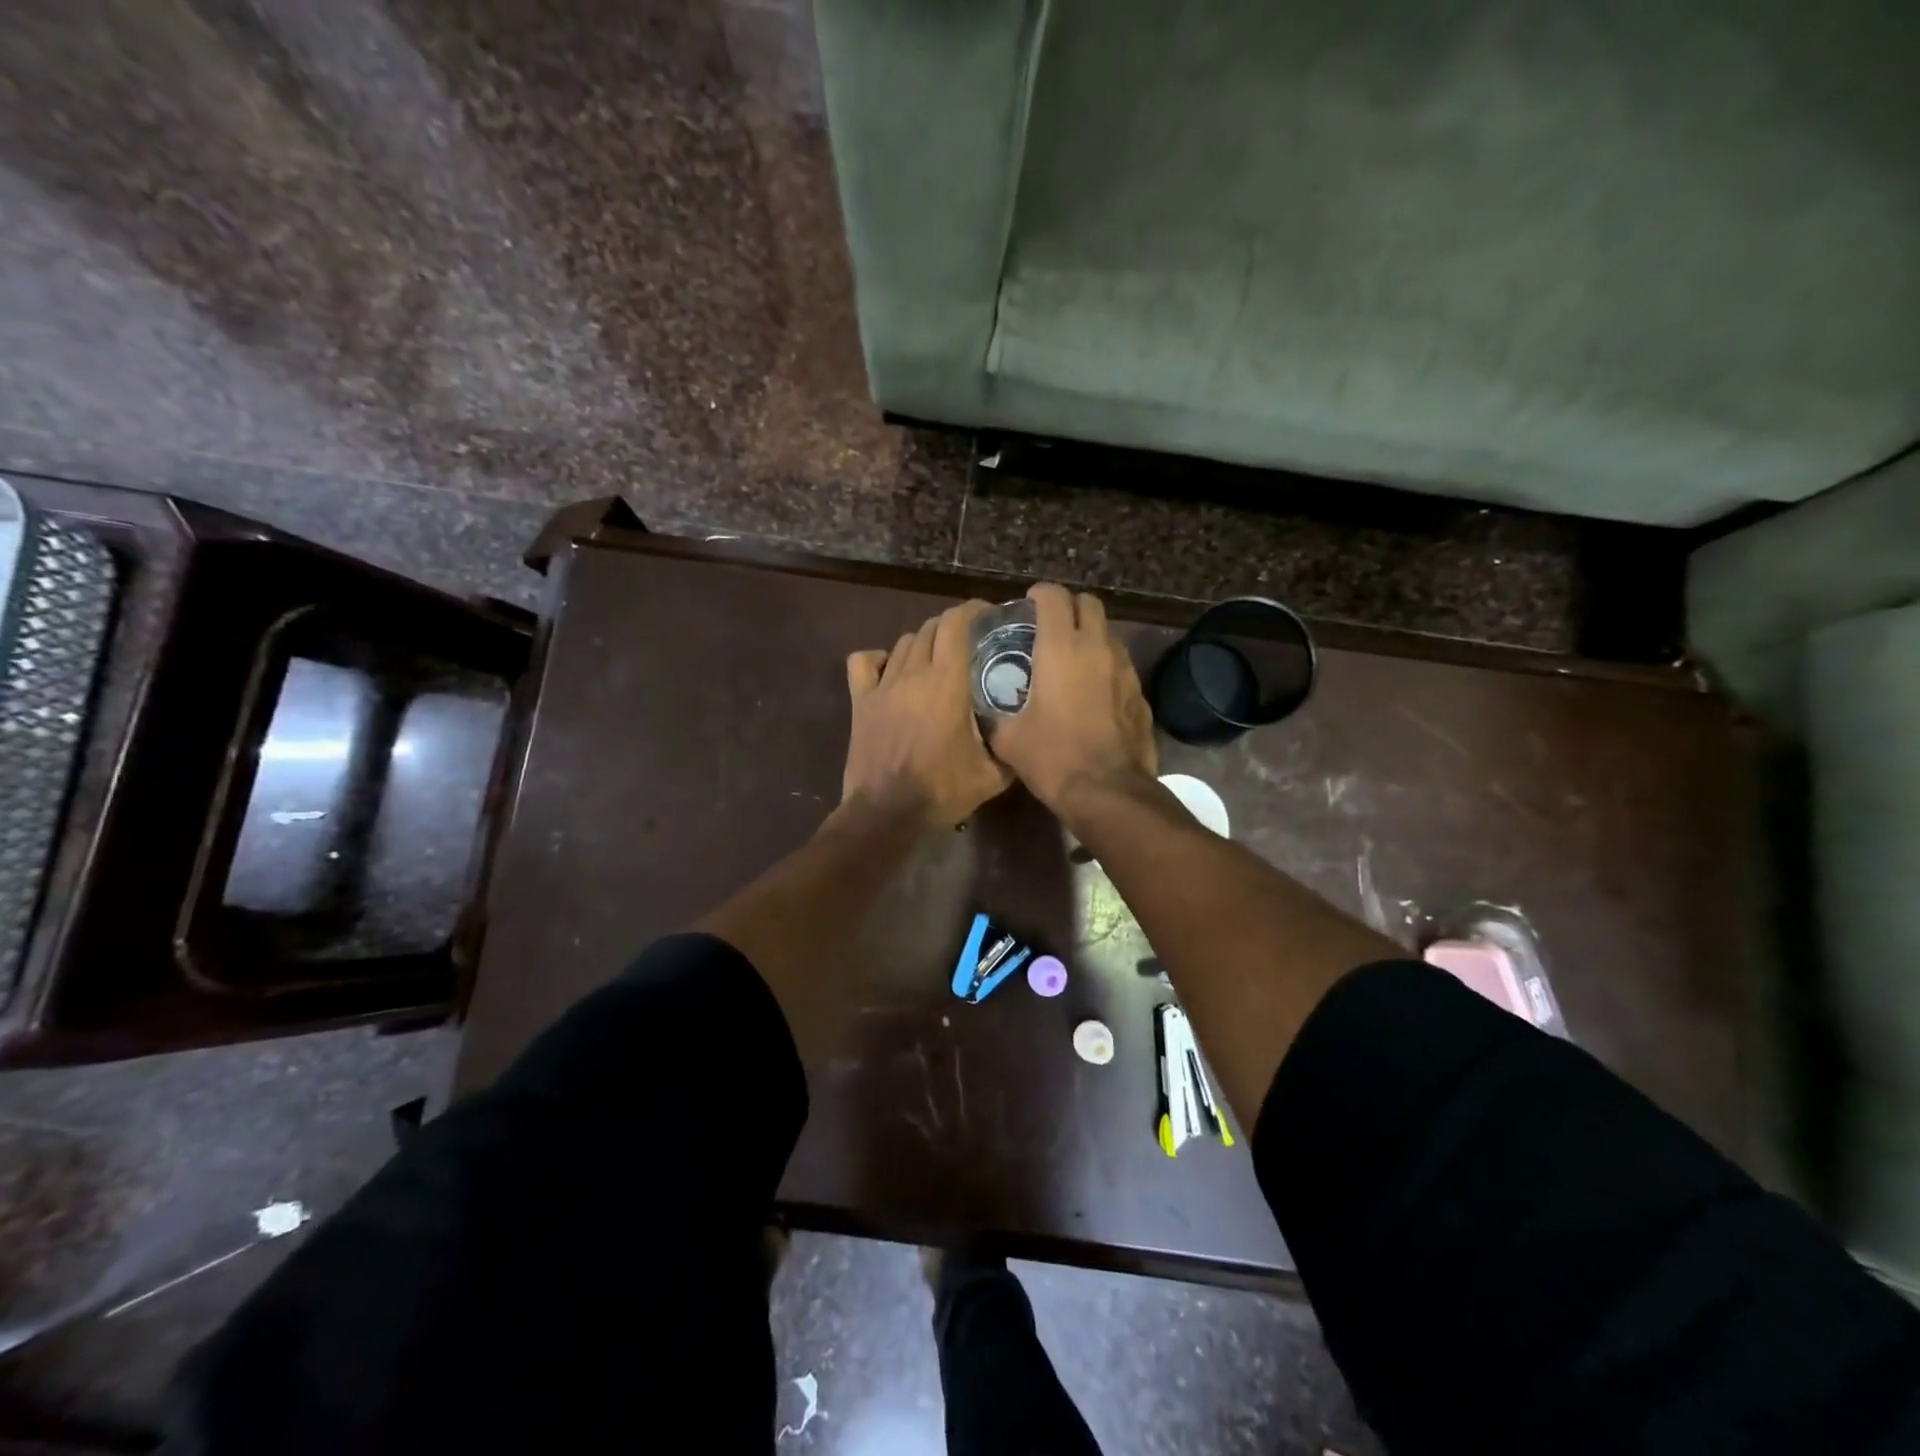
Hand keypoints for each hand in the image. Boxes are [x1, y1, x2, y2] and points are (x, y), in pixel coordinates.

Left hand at [841, 600, 1011, 827]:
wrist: (886, 813)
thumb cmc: (941, 792)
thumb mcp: (991, 775)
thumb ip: (1011, 749)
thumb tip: (1026, 735)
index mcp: (947, 683)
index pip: (957, 624)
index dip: (973, 611)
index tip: (988, 615)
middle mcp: (914, 674)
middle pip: (931, 628)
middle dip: (952, 625)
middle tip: (970, 641)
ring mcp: (883, 686)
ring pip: (903, 643)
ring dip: (923, 642)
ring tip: (937, 657)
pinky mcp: (861, 701)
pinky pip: (864, 662)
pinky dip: (878, 658)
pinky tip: (891, 670)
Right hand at [987, 583, 1155, 810]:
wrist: (1107, 791)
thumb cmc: (1052, 758)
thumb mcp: (1008, 737)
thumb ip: (994, 713)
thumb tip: (984, 709)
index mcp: (1061, 648)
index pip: (1054, 597)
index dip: (1039, 594)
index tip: (1028, 605)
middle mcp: (1097, 648)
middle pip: (1089, 603)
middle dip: (1069, 607)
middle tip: (1050, 626)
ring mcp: (1125, 669)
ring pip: (1108, 633)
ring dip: (1089, 635)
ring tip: (1070, 658)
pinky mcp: (1140, 692)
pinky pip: (1120, 665)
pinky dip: (1105, 666)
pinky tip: (1091, 692)